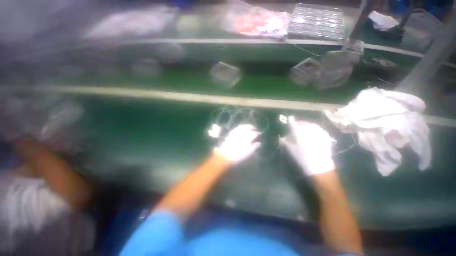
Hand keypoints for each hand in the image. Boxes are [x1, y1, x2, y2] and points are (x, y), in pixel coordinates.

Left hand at [214, 124, 260, 162]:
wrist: (225, 156)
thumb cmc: (238, 157)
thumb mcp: (248, 154)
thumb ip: (254, 147)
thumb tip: (259, 143)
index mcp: (247, 140)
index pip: (253, 134)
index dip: (256, 133)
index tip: (259, 133)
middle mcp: (241, 135)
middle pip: (248, 129)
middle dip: (252, 128)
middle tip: (255, 128)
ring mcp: (235, 134)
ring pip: (242, 127)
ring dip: (246, 126)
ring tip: (249, 126)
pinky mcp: (230, 134)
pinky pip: (236, 129)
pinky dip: (240, 127)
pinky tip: (241, 127)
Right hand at [280, 116, 334, 175]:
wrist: (319, 166)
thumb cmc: (302, 158)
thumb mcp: (291, 150)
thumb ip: (285, 142)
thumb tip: (281, 138)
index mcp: (299, 134)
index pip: (294, 124)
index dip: (291, 120)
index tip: (290, 118)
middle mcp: (308, 131)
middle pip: (303, 123)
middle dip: (299, 123)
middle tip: (296, 124)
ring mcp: (318, 133)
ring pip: (311, 124)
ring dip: (307, 124)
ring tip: (305, 126)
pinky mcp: (325, 136)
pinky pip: (318, 128)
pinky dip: (314, 128)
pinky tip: (313, 131)